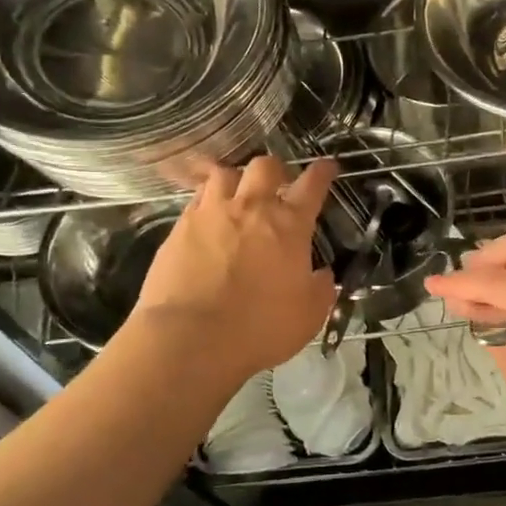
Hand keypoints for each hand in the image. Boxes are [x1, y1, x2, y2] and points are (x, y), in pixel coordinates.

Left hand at [130, 156, 337, 380]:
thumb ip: (321, 289)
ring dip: (236, 180)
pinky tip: (208, 218)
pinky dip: (207, 201)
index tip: (327, 167)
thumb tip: (322, 274)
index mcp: (289, 225)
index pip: (312, 185)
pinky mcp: (179, 227)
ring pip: (224, 174)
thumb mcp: (309, 316)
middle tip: (277, 186)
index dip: (322, 172)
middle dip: (275, 171)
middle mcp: (251, 208)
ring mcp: (211, 213)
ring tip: (237, 195)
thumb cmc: (260, 328)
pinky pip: (196, 199)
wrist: (191, 338)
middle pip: (265, 167)